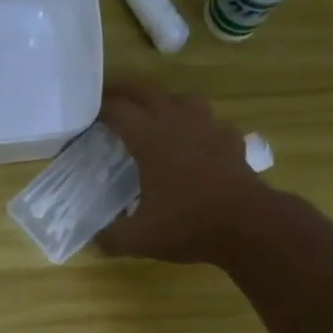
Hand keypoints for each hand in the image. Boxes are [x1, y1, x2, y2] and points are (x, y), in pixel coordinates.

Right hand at [97, 75, 271, 264]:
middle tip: (107, 94)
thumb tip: (92, 243)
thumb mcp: (139, 238)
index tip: (84, 115)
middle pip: (145, 90)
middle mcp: (177, 121)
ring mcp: (208, 127)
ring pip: (182, 98)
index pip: (116, 110)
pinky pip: (211, 123)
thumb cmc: (188, 224)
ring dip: (164, 101)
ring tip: (154, 115)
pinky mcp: (231, 140)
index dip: (98, 109)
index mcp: (149, 137)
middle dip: (123, 89)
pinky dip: (199, 127)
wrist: (248, 225)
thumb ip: (110, 238)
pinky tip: (197, 142)